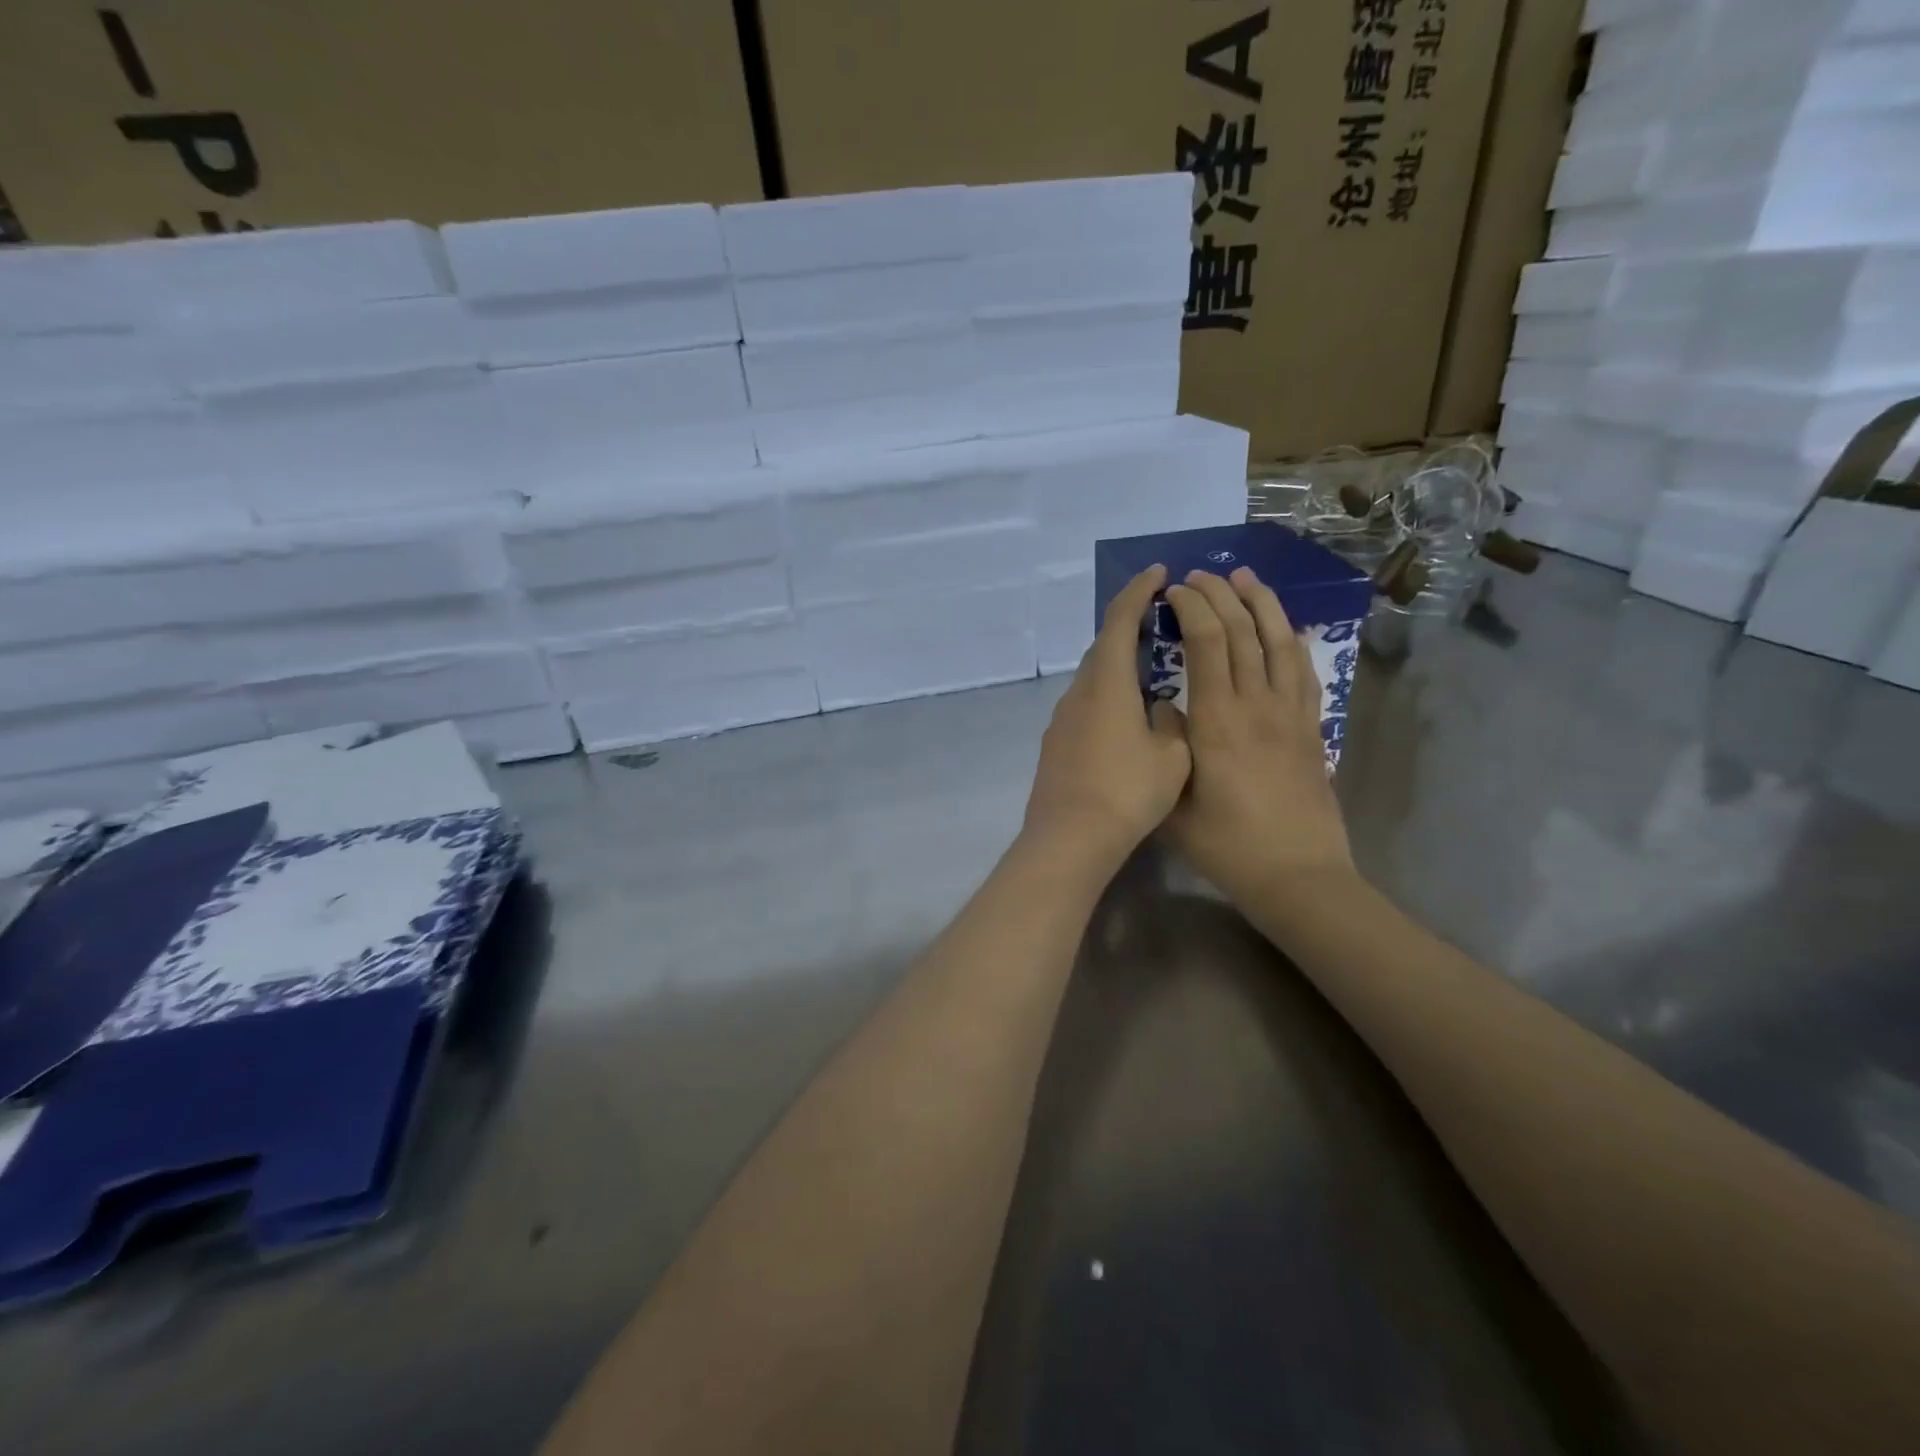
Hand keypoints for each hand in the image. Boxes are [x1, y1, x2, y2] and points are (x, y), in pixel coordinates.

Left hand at [1023, 565, 1190, 876]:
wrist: (1069, 838)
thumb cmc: (1127, 793)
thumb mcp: (1171, 756)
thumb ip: (1171, 722)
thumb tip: (1161, 710)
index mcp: (1107, 683)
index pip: (1120, 620)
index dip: (1139, 591)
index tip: (1159, 572)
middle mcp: (1078, 692)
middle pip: (1102, 646)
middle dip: (1129, 626)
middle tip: (1161, 622)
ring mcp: (1062, 718)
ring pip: (1093, 678)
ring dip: (1118, 665)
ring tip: (1150, 672)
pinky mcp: (1055, 744)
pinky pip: (1085, 705)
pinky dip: (1108, 696)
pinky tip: (1126, 720)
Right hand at [1163, 568, 1353, 910]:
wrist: (1297, 875)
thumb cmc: (1228, 847)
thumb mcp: (1175, 804)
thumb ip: (1166, 750)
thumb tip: (1165, 709)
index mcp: (1217, 722)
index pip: (1208, 644)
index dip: (1192, 608)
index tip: (1174, 590)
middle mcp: (1257, 706)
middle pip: (1243, 632)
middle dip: (1220, 594)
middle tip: (1200, 575)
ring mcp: (1291, 715)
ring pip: (1279, 641)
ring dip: (1261, 603)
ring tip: (1244, 577)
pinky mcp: (1312, 728)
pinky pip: (1304, 671)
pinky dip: (1291, 639)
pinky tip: (1282, 626)